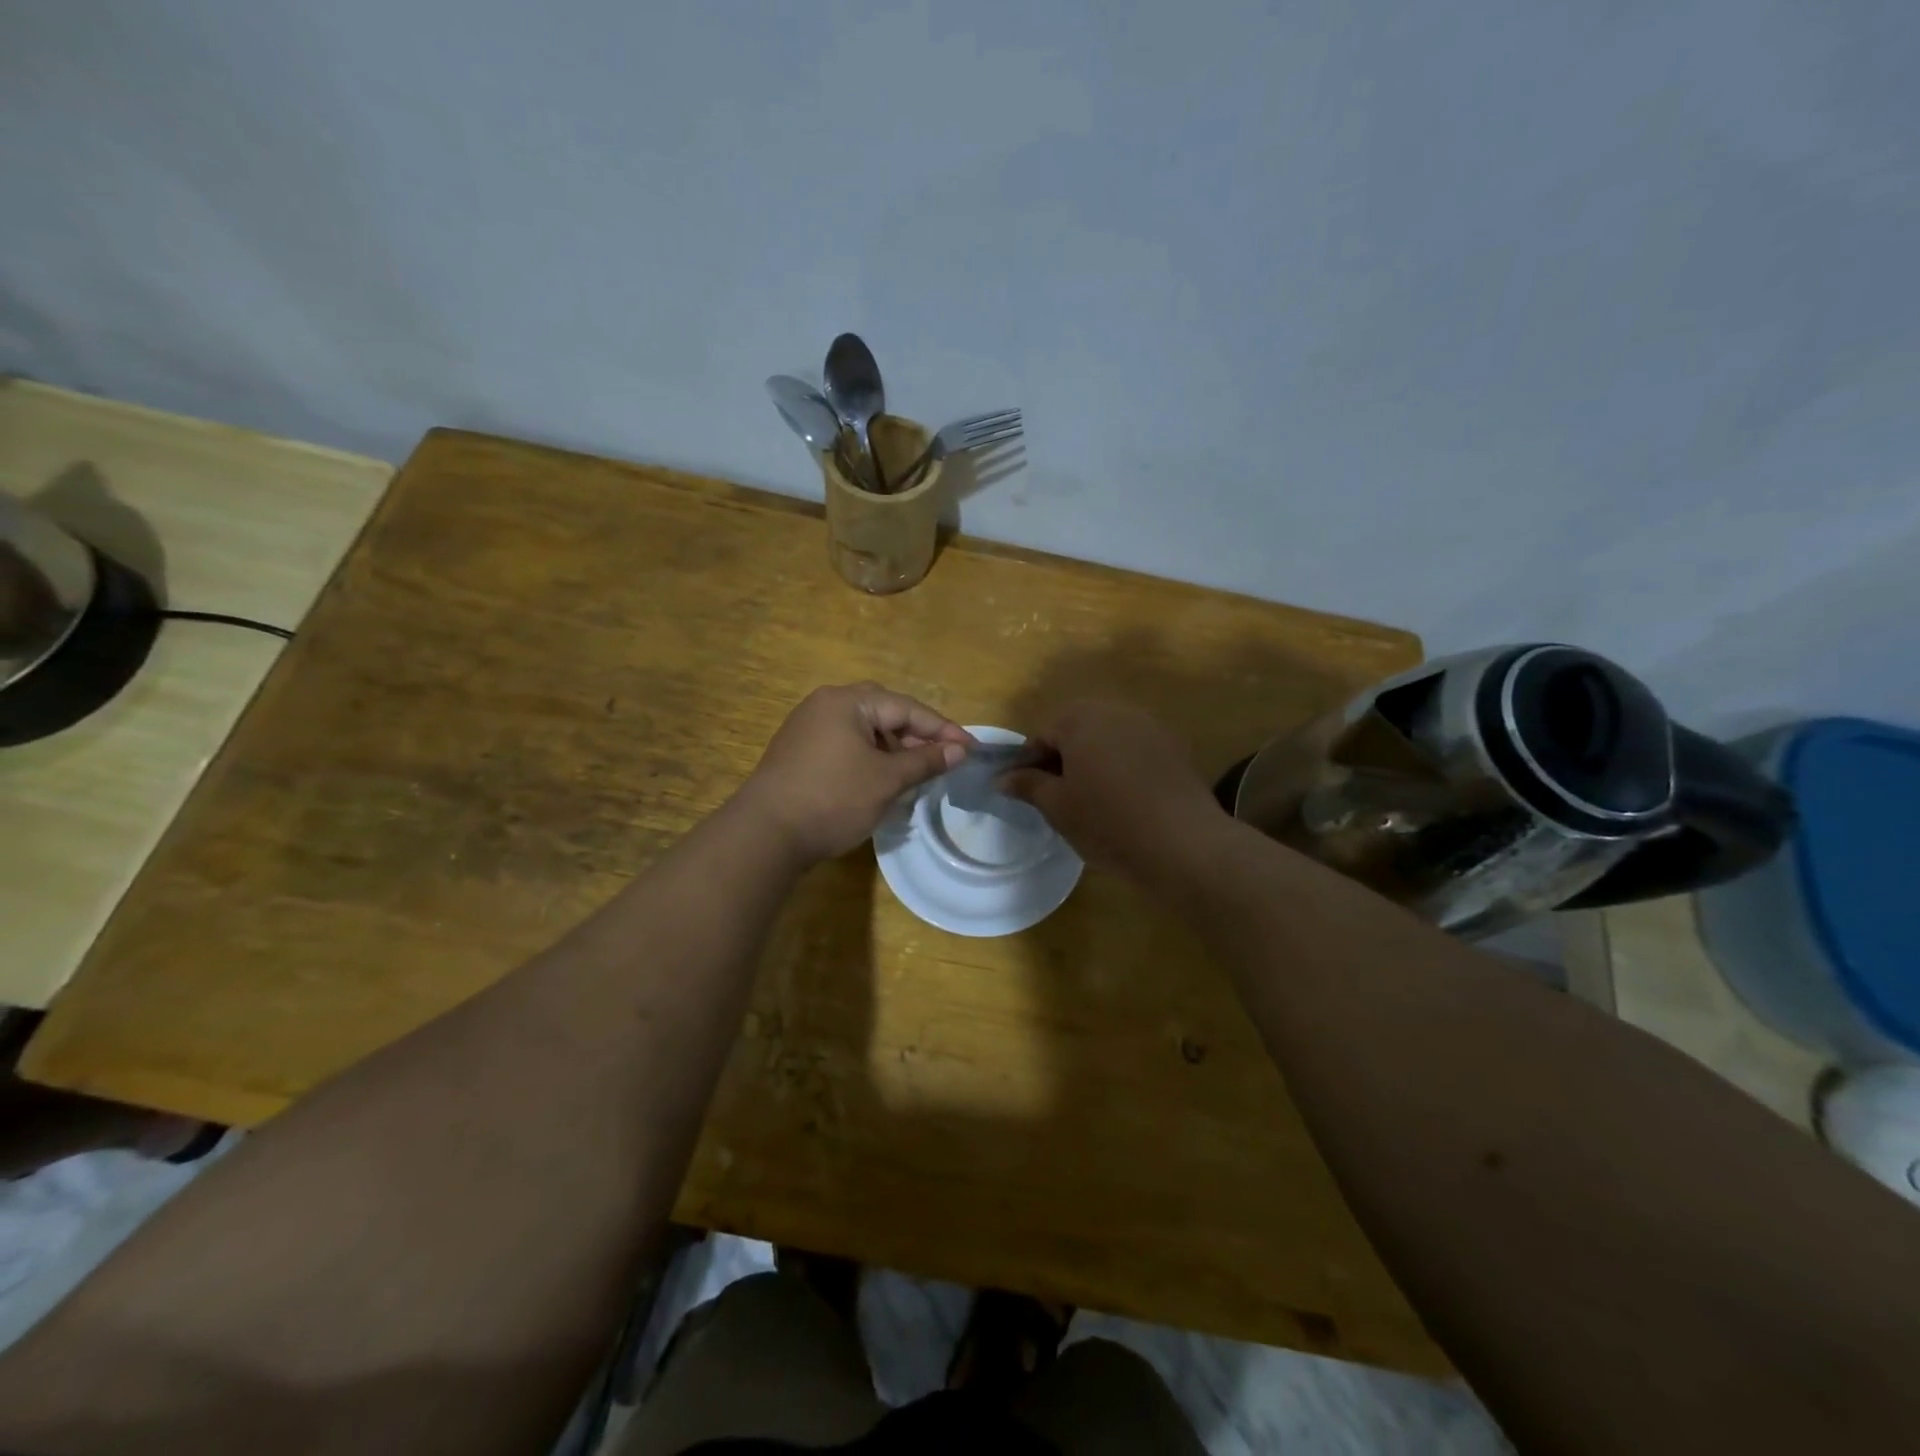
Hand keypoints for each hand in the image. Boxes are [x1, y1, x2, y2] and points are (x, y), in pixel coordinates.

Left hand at [737, 683, 974, 863]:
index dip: (942, 729)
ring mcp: (808, 728)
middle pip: (884, 713)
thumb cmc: (833, 799)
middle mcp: (825, 705)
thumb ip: (925, 760)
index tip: (971, 748)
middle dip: (917, 736)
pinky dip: (870, 758)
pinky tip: (883, 780)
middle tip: (944, 759)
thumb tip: (959, 751)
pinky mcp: (799, 752)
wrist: (766, 834)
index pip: (906, 707)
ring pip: (864, 731)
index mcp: (847, 701)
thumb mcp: (887, 780)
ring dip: (894, 749)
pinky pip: (846, 745)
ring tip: (917, 773)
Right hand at [1000, 700, 1226, 880]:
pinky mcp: (1173, 746)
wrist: (1182, 842)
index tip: (1026, 793)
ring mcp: (1149, 725)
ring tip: (1090, 798)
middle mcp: (1115, 710)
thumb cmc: (1107, 821)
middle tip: (1057, 796)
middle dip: (1062, 757)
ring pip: (1106, 738)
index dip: (1029, 763)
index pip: (1042, 734)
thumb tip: (1002, 778)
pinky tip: (1123, 798)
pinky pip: (1134, 749)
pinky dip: (1121, 766)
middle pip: (1076, 729)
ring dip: (1092, 760)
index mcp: (1080, 718)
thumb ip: (1027, 785)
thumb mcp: (1057, 806)